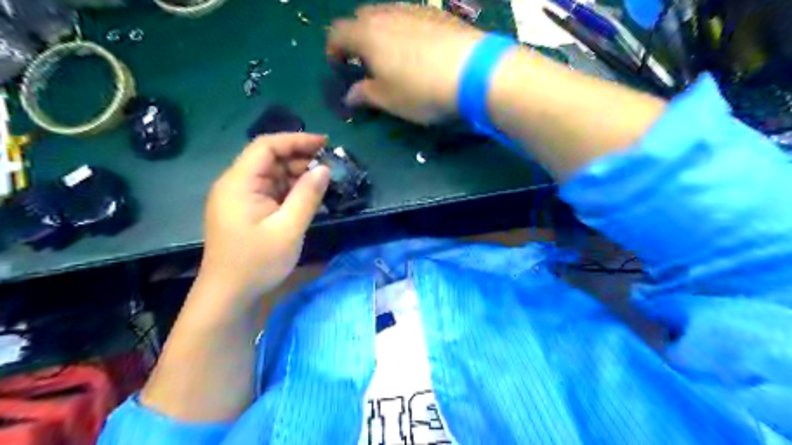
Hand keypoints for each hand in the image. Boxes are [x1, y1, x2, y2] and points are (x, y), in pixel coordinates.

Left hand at [194, 131, 331, 313]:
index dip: (296, 140)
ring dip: (296, 175)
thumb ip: (307, 196)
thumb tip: (324, 168)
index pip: (266, 146)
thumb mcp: (289, 229)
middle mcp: (235, 184)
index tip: (325, 143)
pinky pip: (269, 191)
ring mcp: (239, 198)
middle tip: (328, 166)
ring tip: (321, 182)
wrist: (229, 295)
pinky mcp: (245, 211)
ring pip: (271, 175)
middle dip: (298, 158)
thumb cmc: (257, 262)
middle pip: (268, 158)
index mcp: (239, 183)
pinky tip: (306, 196)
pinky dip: (289, 190)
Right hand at [326, 3, 481, 124]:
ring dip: (382, 33)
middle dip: (357, 37)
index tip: (340, 67)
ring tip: (393, 57)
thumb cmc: (421, 90)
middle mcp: (387, 14)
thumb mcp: (389, 100)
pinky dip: (405, 30)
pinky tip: (419, 50)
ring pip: (387, 15)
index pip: (337, 33)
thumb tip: (350, 95)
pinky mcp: (437, 14)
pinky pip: (411, 17)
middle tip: (366, 62)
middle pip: (361, 18)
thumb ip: (365, 94)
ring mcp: (414, 10)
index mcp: (367, 35)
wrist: (475, 72)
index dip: (333, 50)